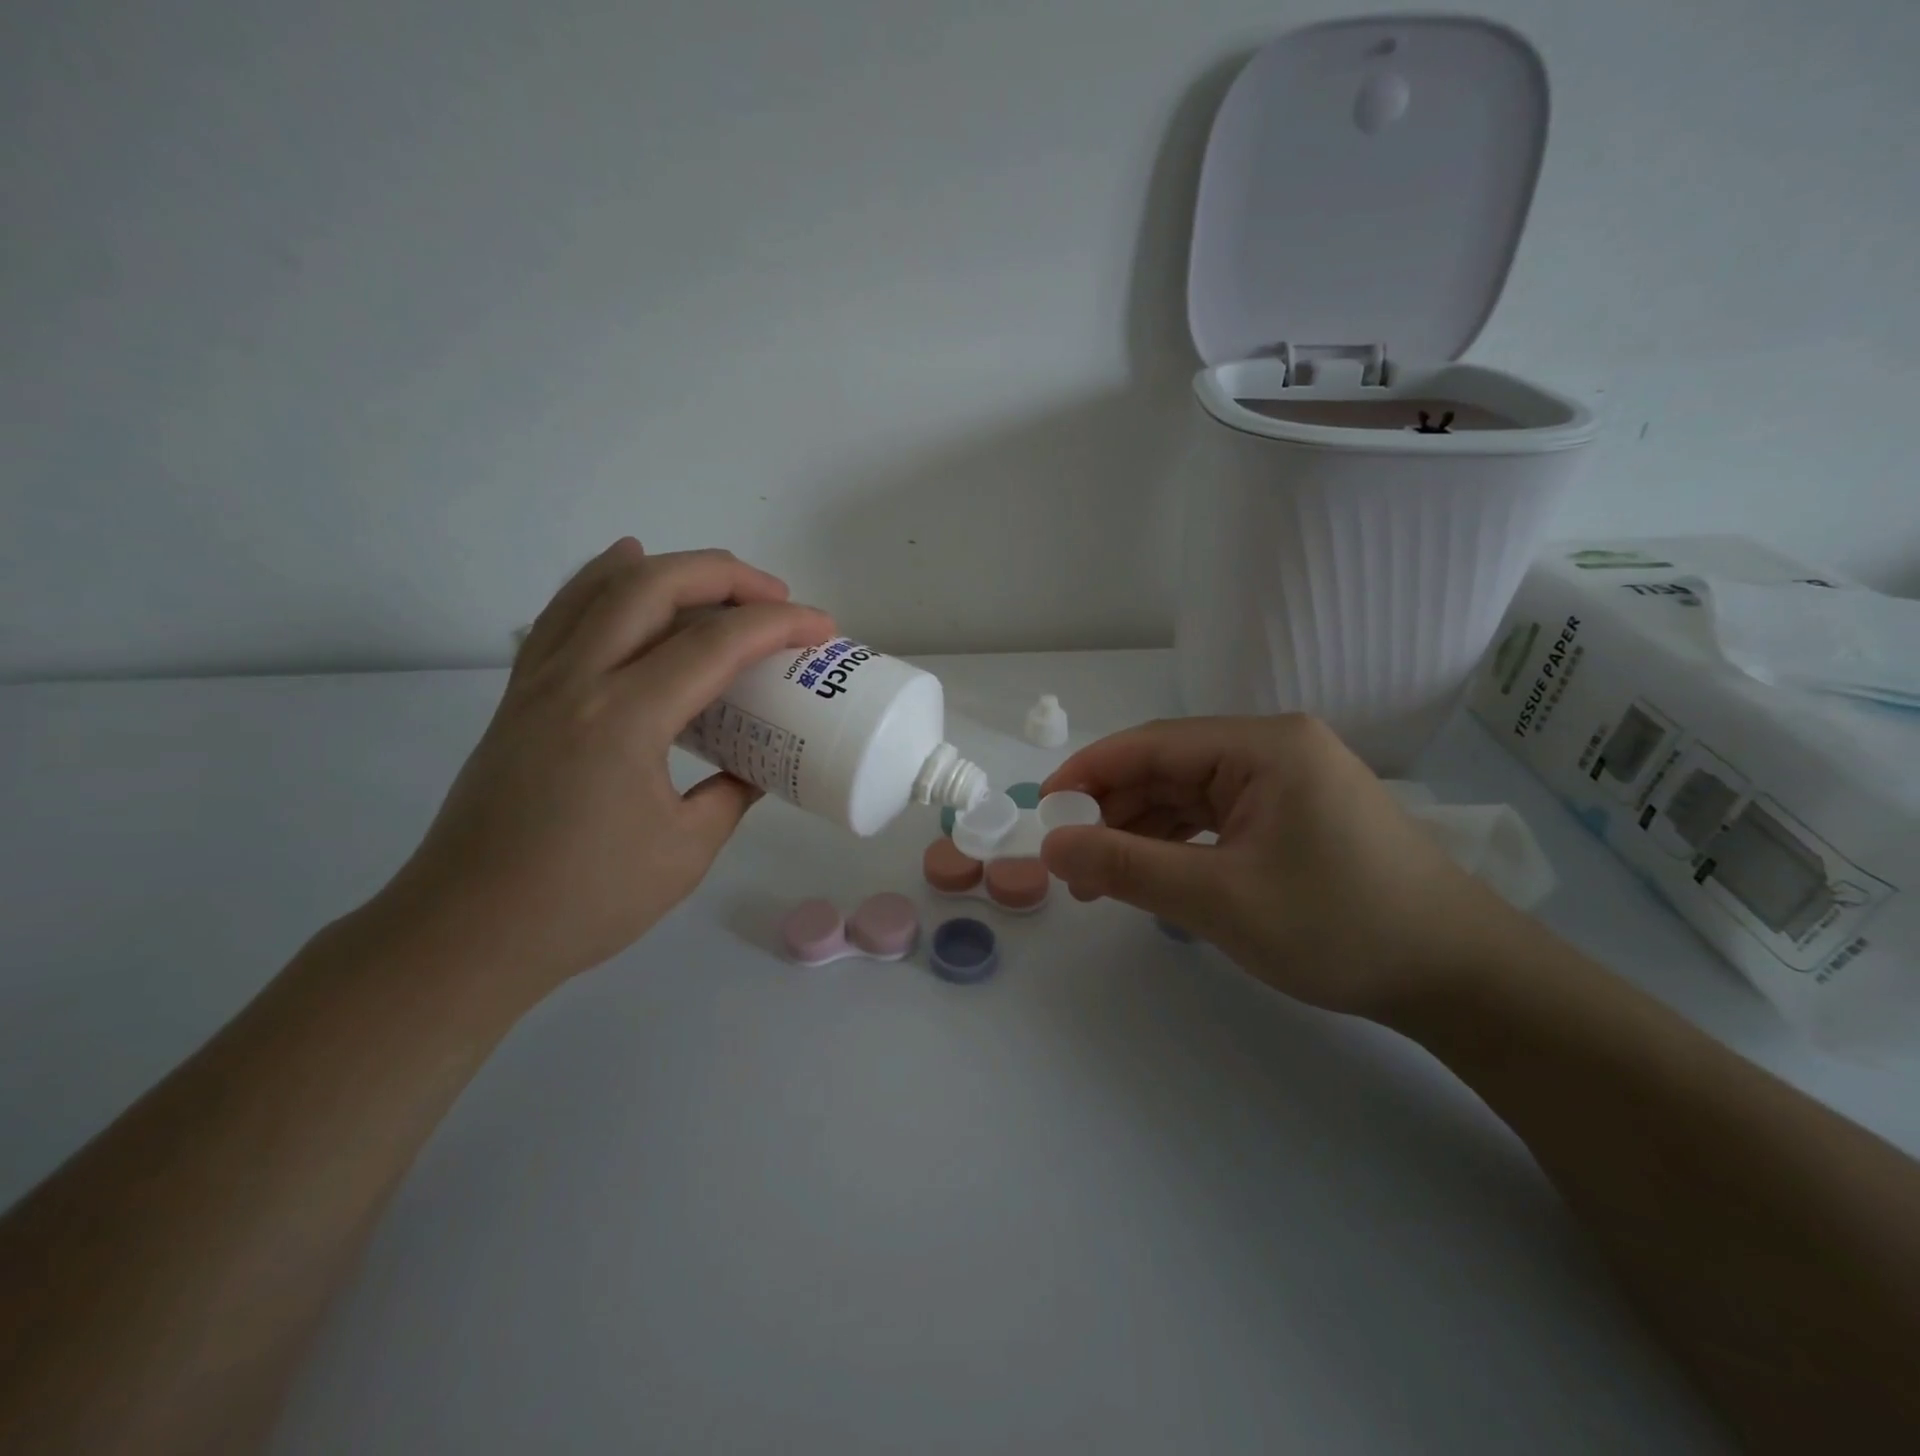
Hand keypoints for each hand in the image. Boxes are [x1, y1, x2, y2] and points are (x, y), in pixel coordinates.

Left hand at [373, 539, 833, 991]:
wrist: (467, 932)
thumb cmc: (584, 901)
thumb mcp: (686, 852)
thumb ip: (731, 796)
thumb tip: (755, 767)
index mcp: (624, 720)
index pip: (715, 644)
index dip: (779, 625)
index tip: (822, 628)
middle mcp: (576, 681)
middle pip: (653, 585)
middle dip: (726, 575)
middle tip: (776, 597)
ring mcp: (538, 682)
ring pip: (600, 586)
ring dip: (667, 568)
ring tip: (716, 581)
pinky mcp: (518, 696)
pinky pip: (563, 613)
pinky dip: (602, 580)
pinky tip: (624, 571)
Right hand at [1039, 716, 1518, 1018]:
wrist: (1459, 978)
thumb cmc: (1339, 927)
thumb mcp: (1219, 898)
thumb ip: (1127, 866)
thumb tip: (1051, 846)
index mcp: (1263, 745)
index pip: (1151, 744)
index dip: (1088, 773)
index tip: (1041, 810)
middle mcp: (1274, 749)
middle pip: (1168, 768)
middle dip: (1113, 812)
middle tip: (1070, 862)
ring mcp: (1287, 781)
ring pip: (1188, 796)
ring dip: (1141, 833)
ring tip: (1101, 881)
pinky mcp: (1294, 814)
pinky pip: (1216, 817)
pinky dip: (1177, 845)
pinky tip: (1152, 875)